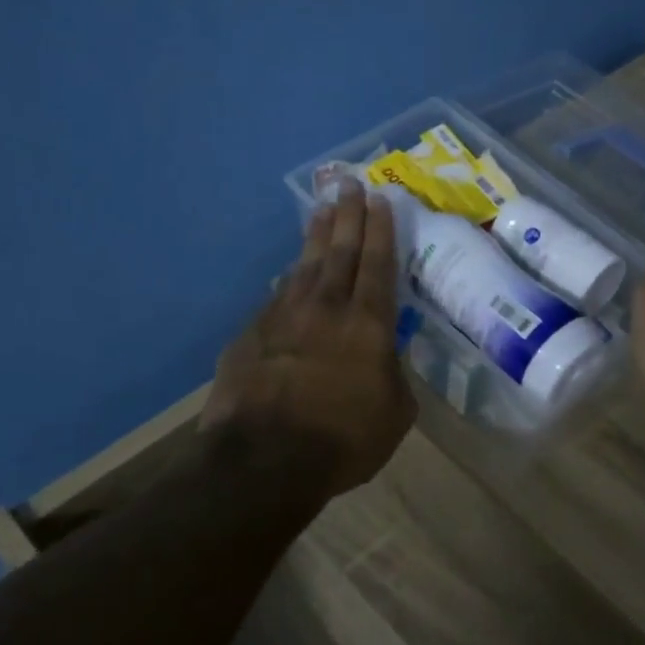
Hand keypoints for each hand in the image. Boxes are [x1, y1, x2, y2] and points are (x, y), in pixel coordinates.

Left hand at [201, 181, 416, 497]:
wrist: (263, 460)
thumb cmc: (343, 440)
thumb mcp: (395, 413)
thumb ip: (393, 376)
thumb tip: (383, 359)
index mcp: (367, 324)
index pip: (377, 264)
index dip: (380, 230)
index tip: (380, 200)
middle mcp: (325, 308)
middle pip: (339, 251)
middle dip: (347, 215)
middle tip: (349, 184)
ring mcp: (282, 317)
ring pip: (304, 266)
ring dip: (315, 236)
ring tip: (321, 212)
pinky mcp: (250, 334)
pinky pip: (276, 298)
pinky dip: (289, 281)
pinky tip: (290, 275)